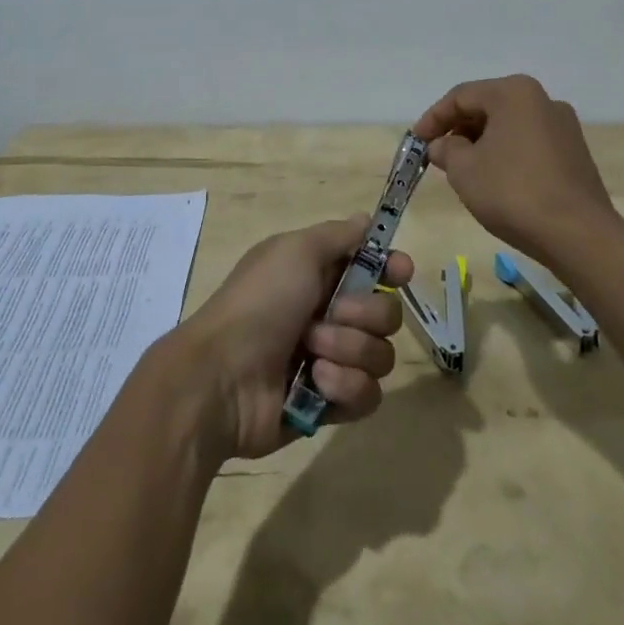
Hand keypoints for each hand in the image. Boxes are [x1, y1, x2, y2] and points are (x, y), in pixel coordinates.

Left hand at [172, 216, 412, 460]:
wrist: (223, 377)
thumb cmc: (260, 302)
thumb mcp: (295, 251)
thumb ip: (337, 235)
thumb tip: (366, 220)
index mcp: (318, 275)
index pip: (374, 267)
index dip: (392, 269)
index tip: (400, 272)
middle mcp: (329, 315)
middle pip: (386, 313)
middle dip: (363, 315)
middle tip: (328, 316)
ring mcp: (332, 361)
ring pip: (381, 355)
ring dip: (348, 351)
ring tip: (312, 353)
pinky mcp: (332, 404)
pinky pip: (368, 394)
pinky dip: (344, 386)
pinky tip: (317, 383)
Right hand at [412, 74, 623, 265]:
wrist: (578, 235)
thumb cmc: (513, 192)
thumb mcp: (465, 170)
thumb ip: (447, 150)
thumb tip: (442, 145)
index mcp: (514, 93)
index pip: (461, 96)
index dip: (433, 118)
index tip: (416, 141)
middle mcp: (542, 99)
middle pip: (487, 106)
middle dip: (458, 129)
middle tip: (436, 154)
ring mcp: (563, 126)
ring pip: (509, 125)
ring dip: (481, 142)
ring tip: (462, 168)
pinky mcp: (574, 153)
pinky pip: (528, 142)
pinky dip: (505, 153)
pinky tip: (494, 178)